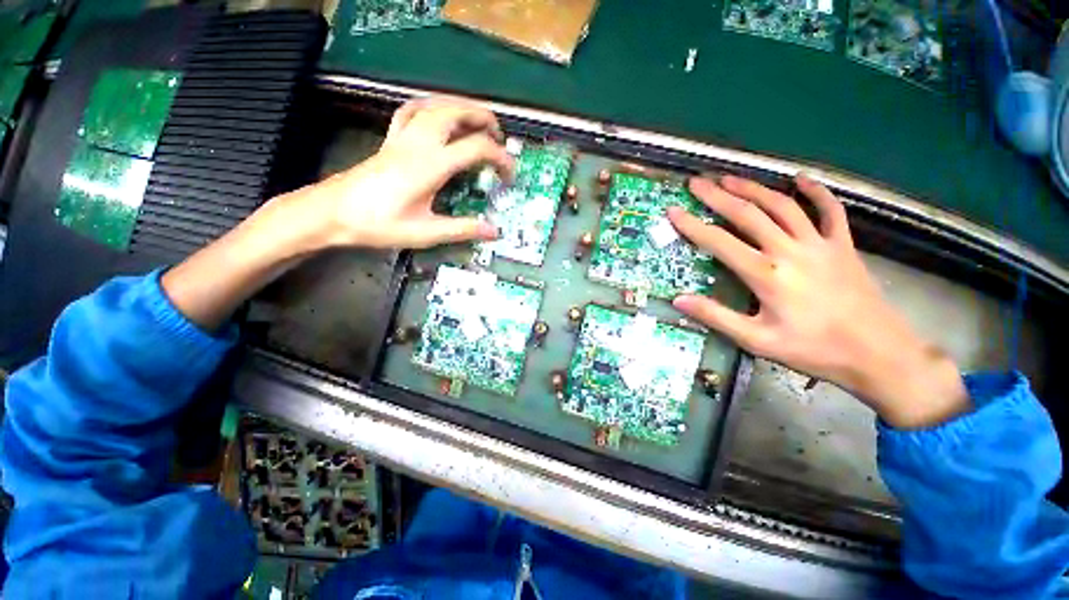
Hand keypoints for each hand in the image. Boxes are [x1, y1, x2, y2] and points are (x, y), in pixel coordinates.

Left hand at [286, 97, 514, 249]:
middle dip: (484, 119)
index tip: (510, 175)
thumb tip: (494, 231)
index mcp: (431, 165)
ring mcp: (403, 137)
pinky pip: (413, 110)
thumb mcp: (426, 233)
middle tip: (499, 139)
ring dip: (461, 108)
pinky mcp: (391, 139)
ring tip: (477, 123)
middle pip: (456, 112)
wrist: (333, 213)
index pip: (476, 148)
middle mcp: (419, 143)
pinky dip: (432, 107)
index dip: (500, 158)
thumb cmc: (379, 224)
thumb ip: (462, 229)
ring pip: (436, 104)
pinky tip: (439, 116)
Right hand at [668, 175, 968, 428]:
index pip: (718, 242)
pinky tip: (800, 178)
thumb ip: (716, 317)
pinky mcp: (843, 245)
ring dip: (753, 188)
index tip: (673, 210)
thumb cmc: (813, 350)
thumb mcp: (756, 341)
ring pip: (782, 205)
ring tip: (730, 177)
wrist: (878, 353)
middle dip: (717, 196)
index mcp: (766, 274)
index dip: (692, 225)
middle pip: (748, 214)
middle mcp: (790, 250)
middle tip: (697, 183)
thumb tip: (678, 299)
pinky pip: (829, 211)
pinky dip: (815, 191)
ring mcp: (819, 244)